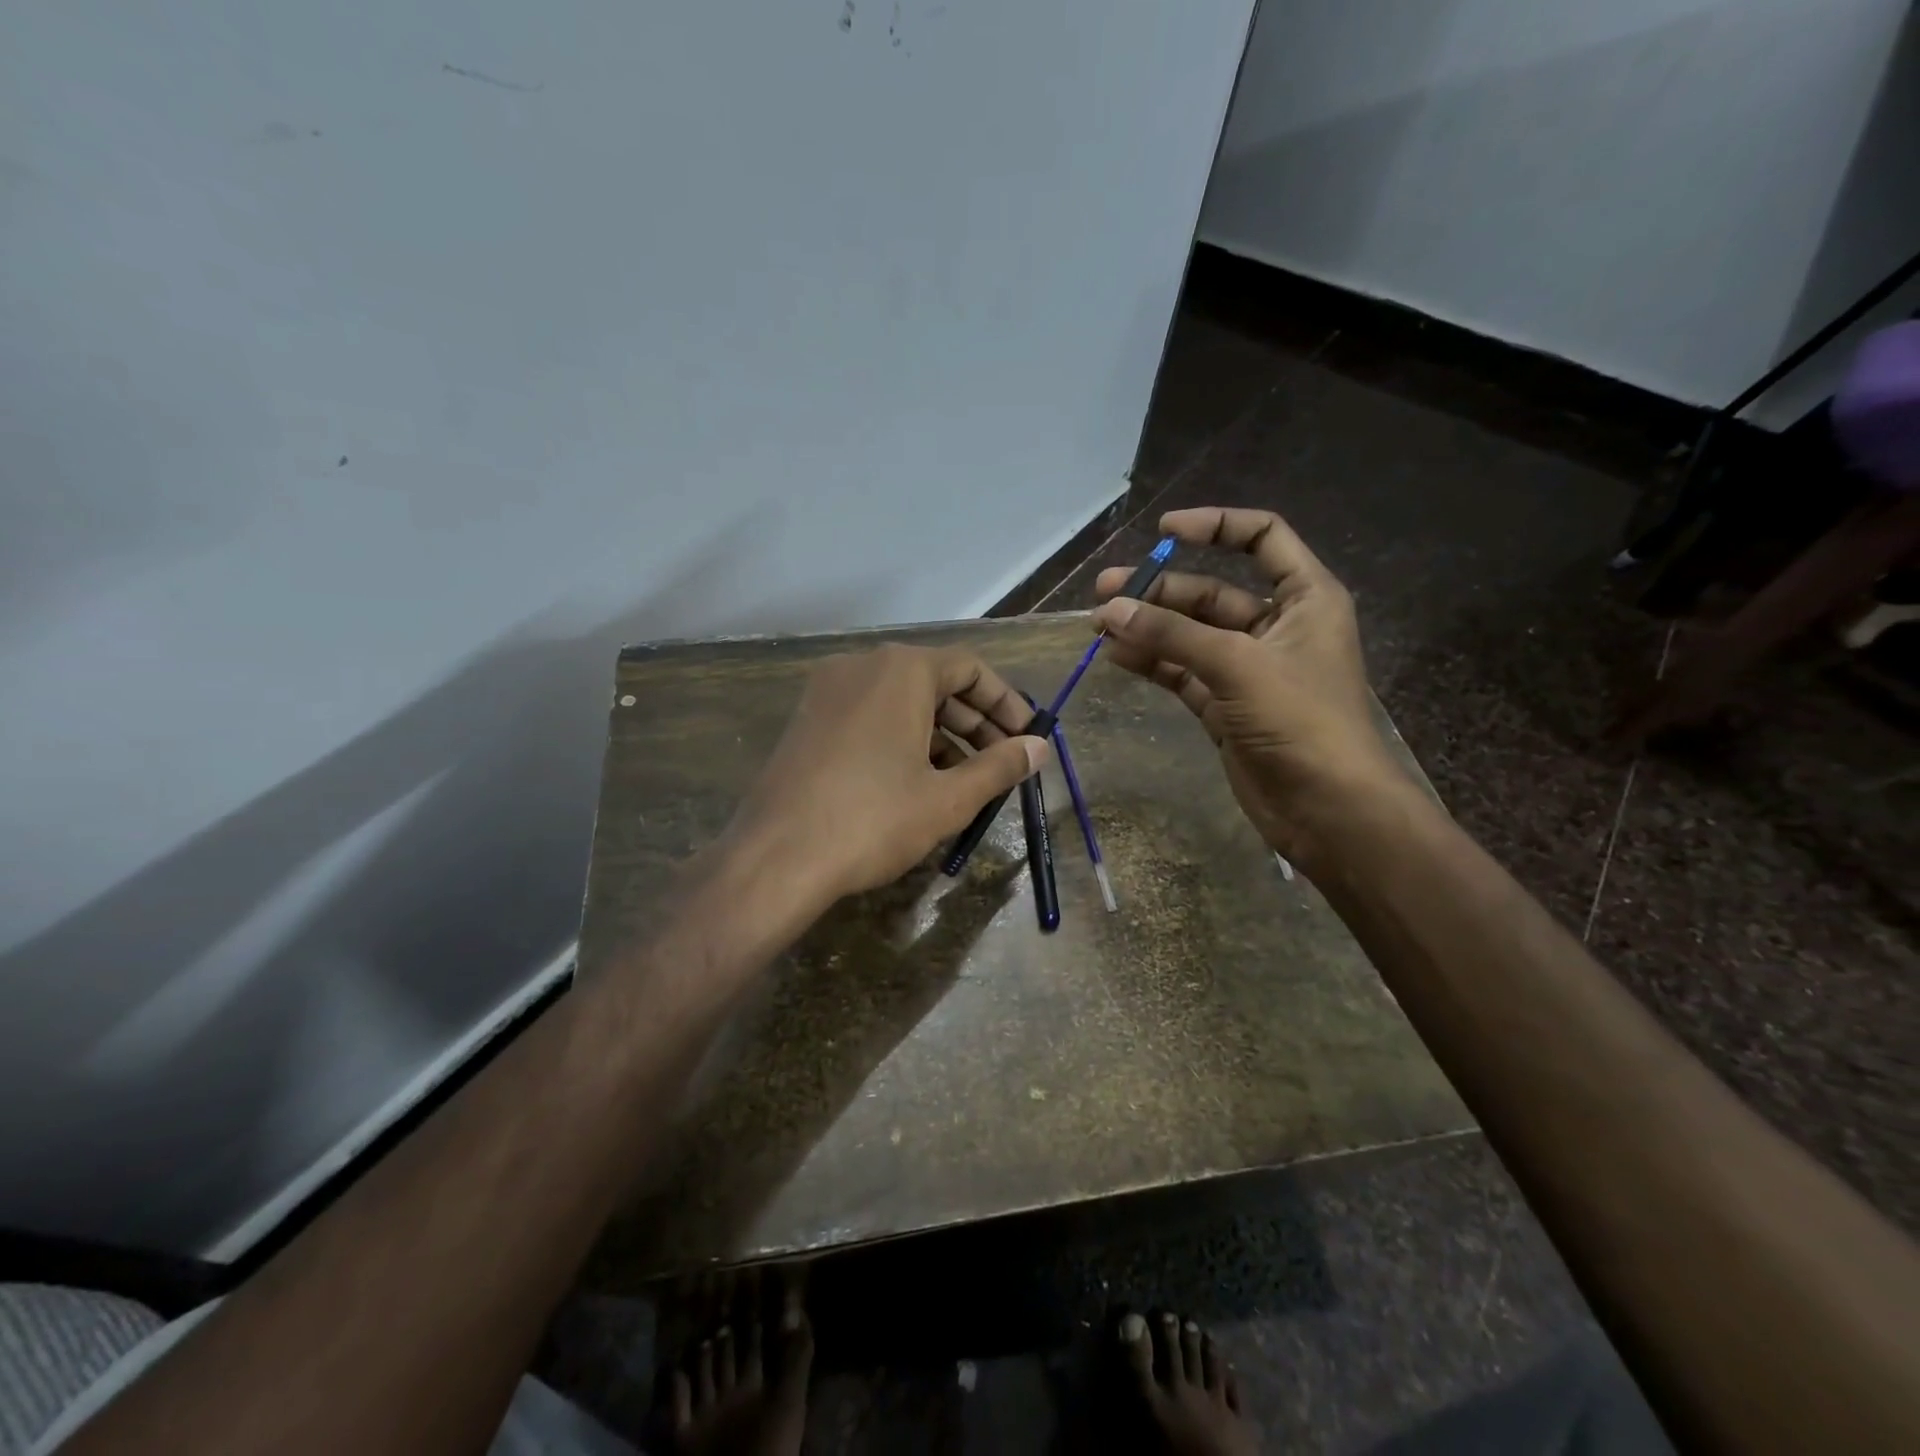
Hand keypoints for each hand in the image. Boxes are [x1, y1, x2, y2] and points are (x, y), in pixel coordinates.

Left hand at [730, 643, 1047, 902]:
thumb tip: (1039, 748)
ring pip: (901, 701)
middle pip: (935, 682)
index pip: (969, 668)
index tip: (1028, 737)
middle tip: (1003, 762)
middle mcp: (862, 666)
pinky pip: (870, 717)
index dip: (1006, 703)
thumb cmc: (872, 820)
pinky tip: (918, 782)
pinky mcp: (808, 721)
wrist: (775, 858)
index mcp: (900, 670)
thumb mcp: (947, 798)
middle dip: (975, 722)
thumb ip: (999, 766)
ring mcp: (827, 692)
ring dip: (941, 735)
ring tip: (966, 780)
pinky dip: (903, 739)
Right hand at [1092, 507, 1405, 865]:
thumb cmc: (1301, 721)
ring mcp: (1247, 669)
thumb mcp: (1238, 665)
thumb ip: (1173, 635)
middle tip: (1106, 593)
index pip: (1261, 538)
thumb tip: (1110, 611)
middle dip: (1159, 590)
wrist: (1328, 809)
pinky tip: (1116, 656)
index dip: (1215, 526)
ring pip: (1189, 635)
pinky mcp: (1225, 706)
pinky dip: (1152, 662)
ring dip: (1148, 628)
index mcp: (1304, 598)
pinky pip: (1182, 672)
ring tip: (1098, 626)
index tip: (1163, 531)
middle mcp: (1276, 627)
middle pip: (1211, 592)